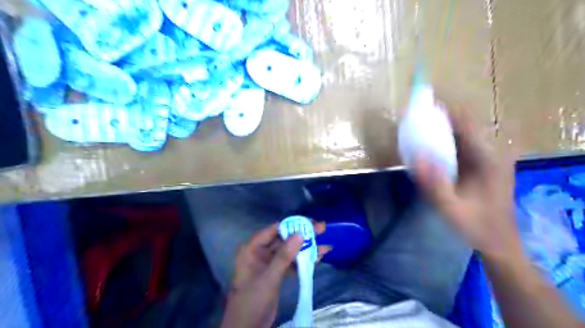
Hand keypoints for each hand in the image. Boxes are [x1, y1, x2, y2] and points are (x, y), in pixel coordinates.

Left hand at [222, 220, 327, 327]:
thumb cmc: (252, 300)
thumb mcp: (269, 278)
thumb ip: (284, 256)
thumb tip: (300, 234)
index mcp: (252, 248)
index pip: (274, 230)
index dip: (292, 225)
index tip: (309, 223)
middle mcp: (260, 252)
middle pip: (284, 239)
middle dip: (303, 235)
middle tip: (321, 228)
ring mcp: (269, 263)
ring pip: (290, 251)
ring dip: (306, 249)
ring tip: (326, 244)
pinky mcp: (277, 273)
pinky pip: (291, 263)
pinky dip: (303, 261)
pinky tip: (318, 258)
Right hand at [413, 106, 518, 257]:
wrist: (499, 242)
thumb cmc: (477, 227)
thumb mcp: (452, 210)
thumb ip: (434, 185)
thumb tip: (416, 156)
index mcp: (489, 159)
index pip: (467, 123)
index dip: (444, 110)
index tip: (420, 106)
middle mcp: (492, 152)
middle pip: (464, 123)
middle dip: (439, 116)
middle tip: (413, 116)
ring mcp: (488, 157)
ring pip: (462, 132)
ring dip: (441, 126)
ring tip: (416, 126)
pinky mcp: (482, 163)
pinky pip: (461, 144)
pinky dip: (443, 140)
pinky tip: (428, 145)